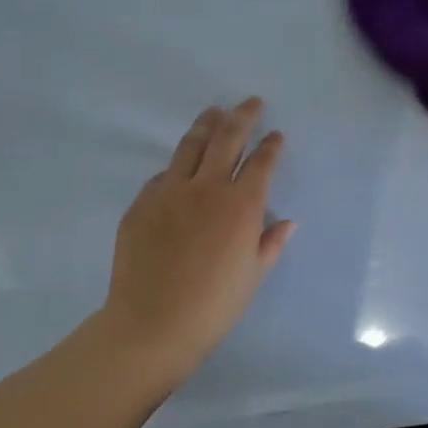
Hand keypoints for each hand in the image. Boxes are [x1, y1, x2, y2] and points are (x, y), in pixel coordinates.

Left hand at [102, 98, 295, 369]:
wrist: (153, 324)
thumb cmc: (214, 305)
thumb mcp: (253, 275)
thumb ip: (271, 243)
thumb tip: (287, 222)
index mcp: (241, 205)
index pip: (261, 162)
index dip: (271, 146)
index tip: (276, 135)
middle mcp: (207, 188)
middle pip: (227, 139)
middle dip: (242, 116)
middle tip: (250, 103)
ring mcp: (169, 192)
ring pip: (191, 146)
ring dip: (207, 125)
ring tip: (214, 113)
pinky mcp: (141, 203)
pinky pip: (163, 175)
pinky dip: (177, 167)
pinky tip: (180, 168)